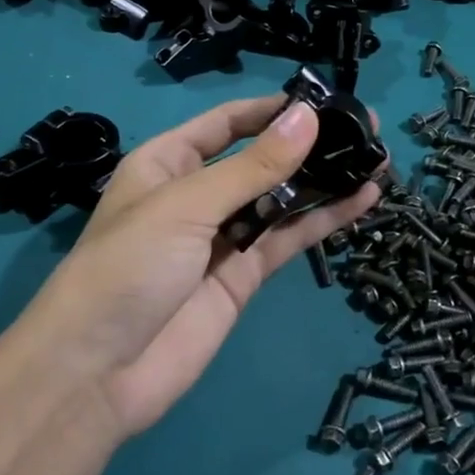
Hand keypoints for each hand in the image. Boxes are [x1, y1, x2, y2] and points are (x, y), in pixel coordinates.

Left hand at [11, 95, 381, 437]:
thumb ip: (255, 166)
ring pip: (283, 198)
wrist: (98, 374)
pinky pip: (289, 238)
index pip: (227, 123)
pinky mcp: (245, 275)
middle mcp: (198, 194)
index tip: (324, 100)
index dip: (272, 109)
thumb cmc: (128, 268)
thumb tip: (308, 116)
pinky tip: (363, 199)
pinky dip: (325, 219)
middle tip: (366, 127)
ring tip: (376, 158)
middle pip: (262, 158)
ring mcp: (224, 236)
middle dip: (309, 143)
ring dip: (325, 180)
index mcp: (168, 163)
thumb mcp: (187, 205)